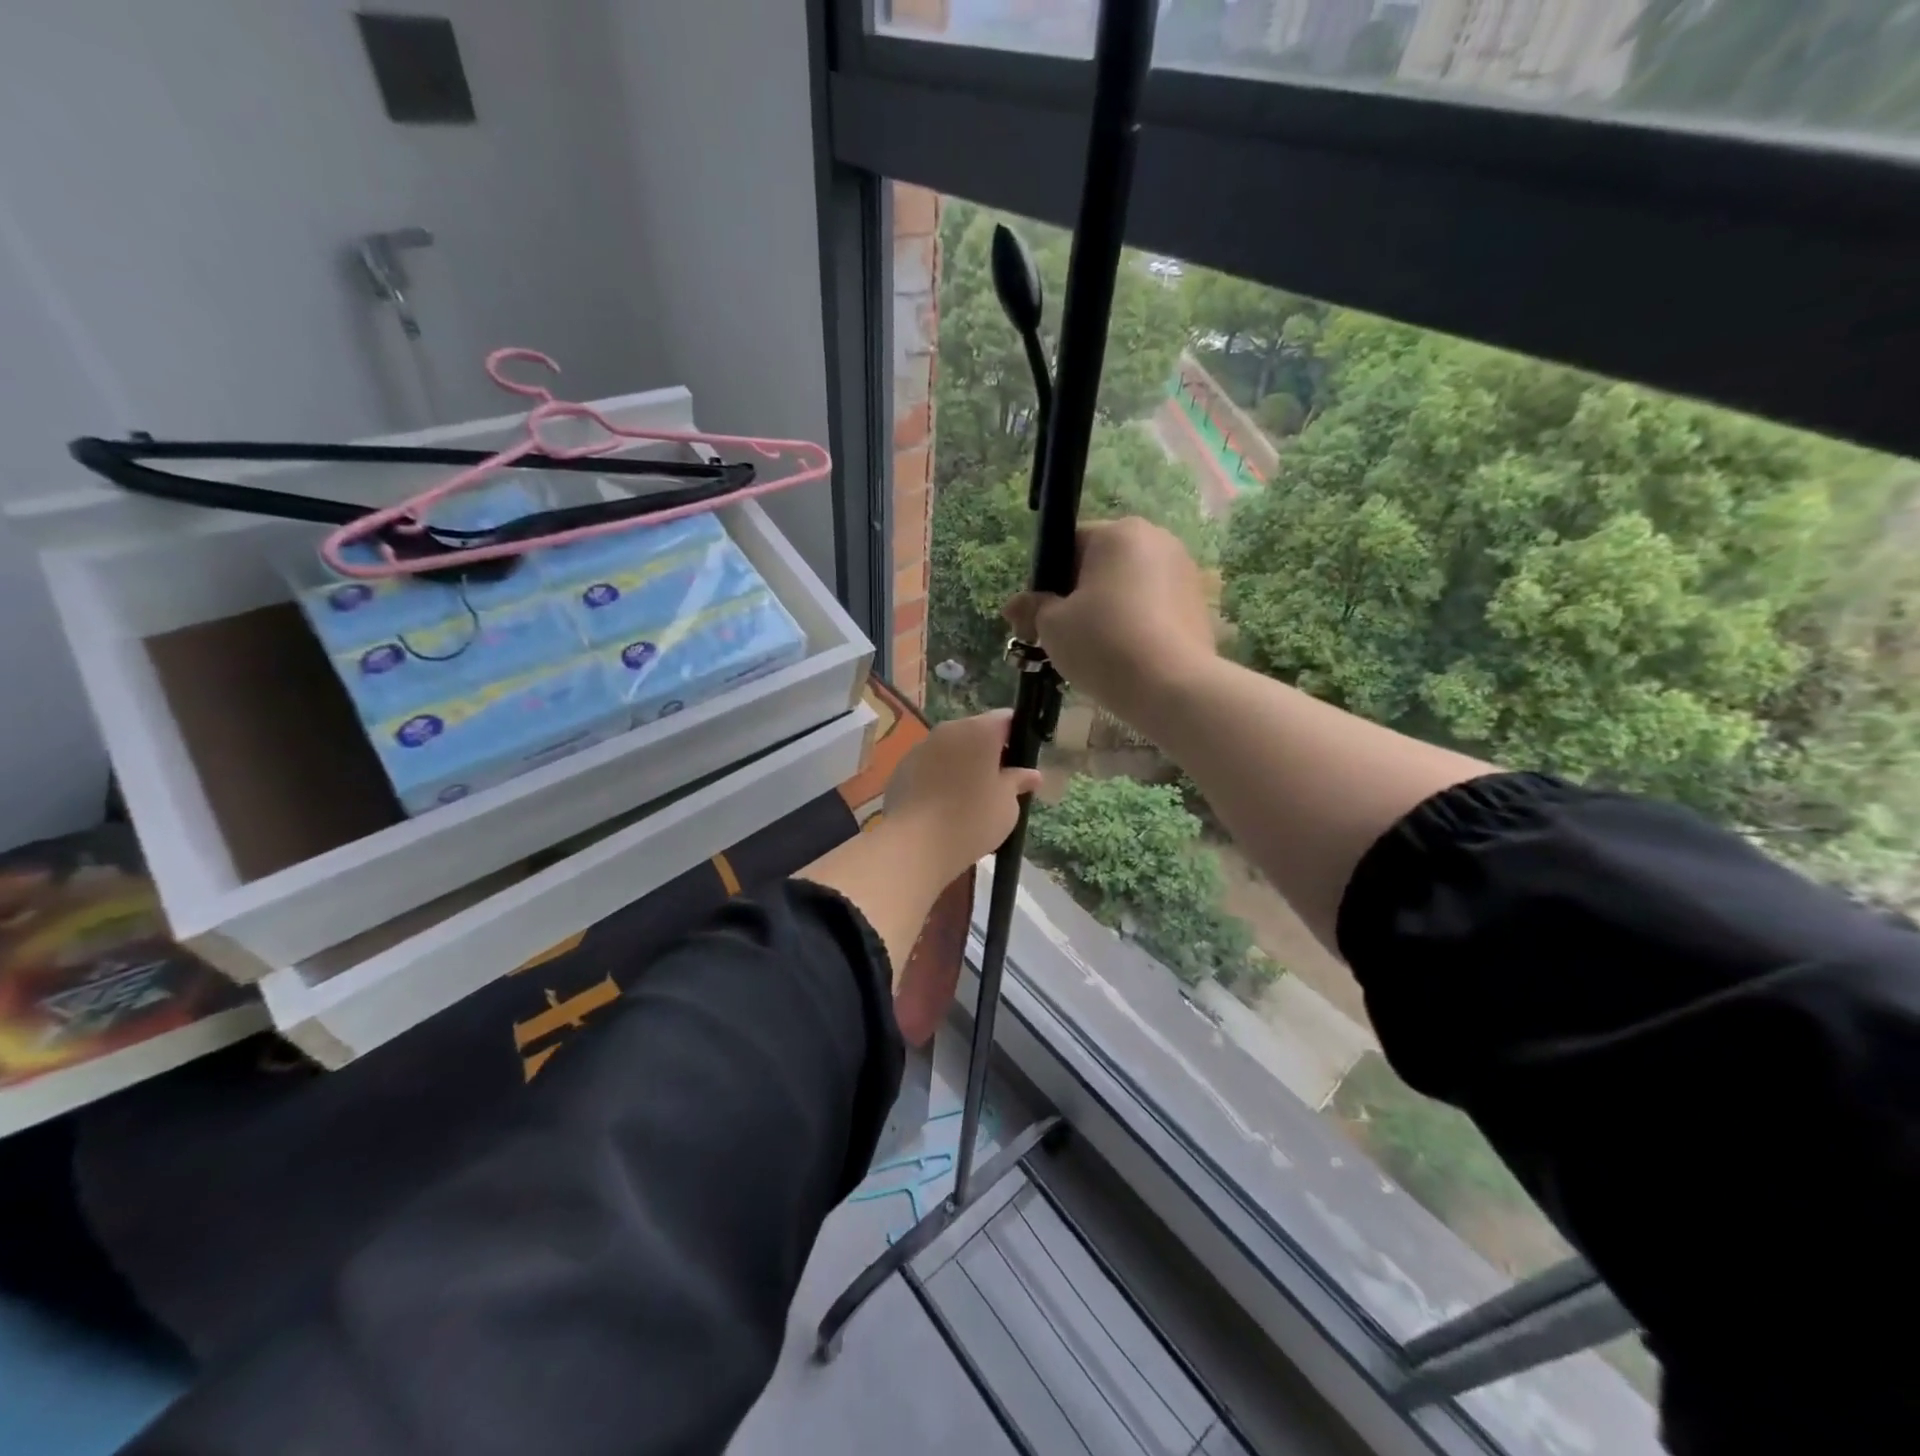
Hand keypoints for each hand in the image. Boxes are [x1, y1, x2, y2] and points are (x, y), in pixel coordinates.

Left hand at [886, 710, 1042, 883]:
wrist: (914, 845)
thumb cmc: (971, 820)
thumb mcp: (1007, 805)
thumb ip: (1017, 782)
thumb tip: (1031, 774)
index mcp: (979, 731)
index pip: (1006, 719)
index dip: (1016, 737)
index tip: (1019, 762)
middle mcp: (948, 729)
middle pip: (975, 732)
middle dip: (987, 753)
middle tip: (997, 785)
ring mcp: (920, 747)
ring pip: (950, 749)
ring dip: (961, 765)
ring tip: (967, 799)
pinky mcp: (901, 768)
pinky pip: (928, 766)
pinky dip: (938, 778)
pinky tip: (941, 807)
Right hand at [1004, 518, 1215, 723]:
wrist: (1172, 687)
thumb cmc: (1103, 644)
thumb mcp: (1052, 626)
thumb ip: (1033, 608)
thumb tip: (1014, 606)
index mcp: (1118, 533)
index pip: (1070, 544)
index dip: (1049, 580)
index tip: (1042, 616)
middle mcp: (1157, 540)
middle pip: (1103, 565)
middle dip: (1081, 596)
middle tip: (1064, 638)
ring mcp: (1184, 571)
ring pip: (1130, 588)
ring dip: (1109, 611)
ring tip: (1096, 652)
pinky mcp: (1199, 604)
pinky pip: (1154, 609)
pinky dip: (1136, 626)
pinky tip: (1126, 658)